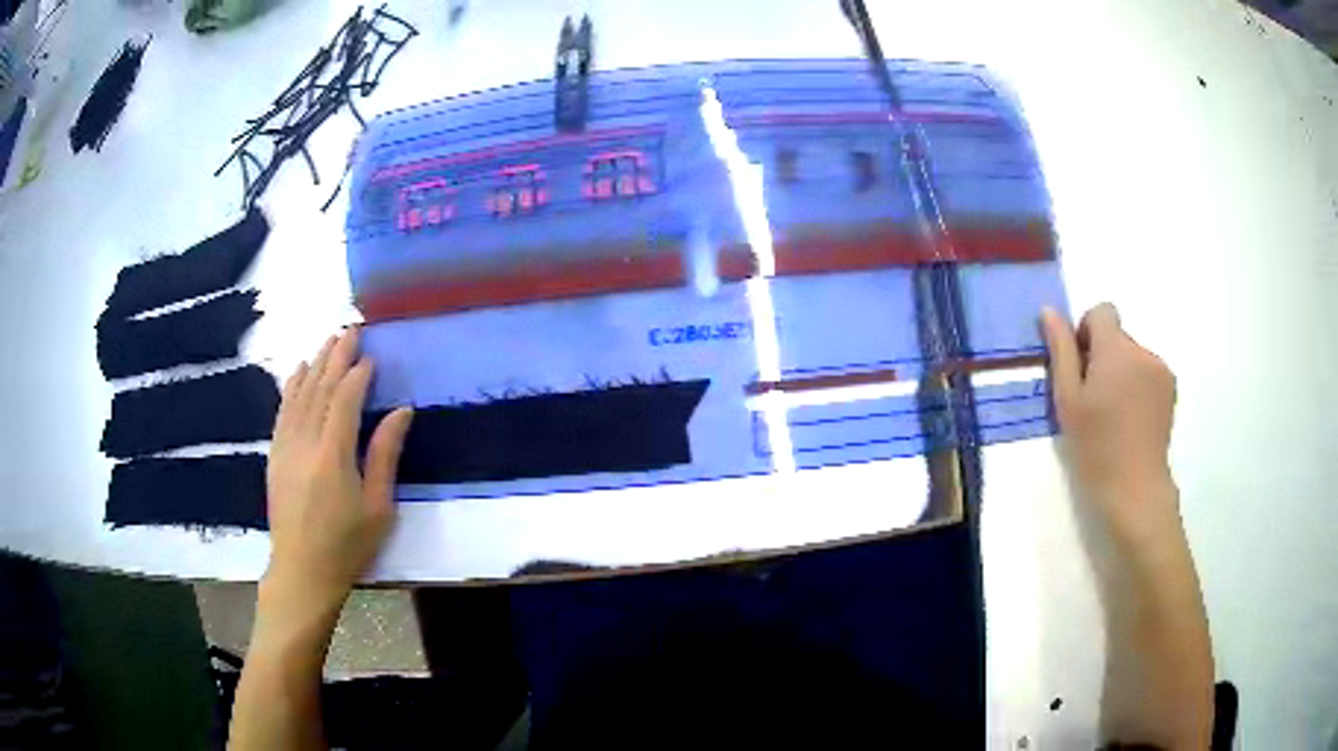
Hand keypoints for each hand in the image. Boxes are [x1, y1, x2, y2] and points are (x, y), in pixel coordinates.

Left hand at [264, 328, 412, 617]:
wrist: (302, 570)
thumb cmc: (347, 544)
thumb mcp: (378, 507)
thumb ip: (385, 455)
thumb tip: (401, 411)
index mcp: (334, 454)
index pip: (345, 399)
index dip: (358, 374)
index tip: (371, 356)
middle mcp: (305, 441)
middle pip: (321, 388)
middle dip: (336, 357)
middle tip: (350, 330)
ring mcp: (285, 445)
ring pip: (300, 394)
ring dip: (315, 364)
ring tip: (328, 341)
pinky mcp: (275, 453)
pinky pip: (283, 409)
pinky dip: (292, 385)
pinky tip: (299, 371)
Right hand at [1041, 303, 1178, 540]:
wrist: (1135, 488)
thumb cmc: (1096, 447)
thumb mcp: (1068, 401)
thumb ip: (1061, 351)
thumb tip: (1049, 311)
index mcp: (1116, 349)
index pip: (1102, 312)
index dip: (1087, 332)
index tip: (1082, 369)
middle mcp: (1142, 350)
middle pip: (1117, 337)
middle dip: (1104, 358)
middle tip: (1094, 401)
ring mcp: (1161, 369)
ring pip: (1132, 356)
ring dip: (1121, 372)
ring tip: (1114, 414)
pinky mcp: (1171, 388)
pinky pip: (1148, 372)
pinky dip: (1137, 385)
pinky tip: (1132, 419)